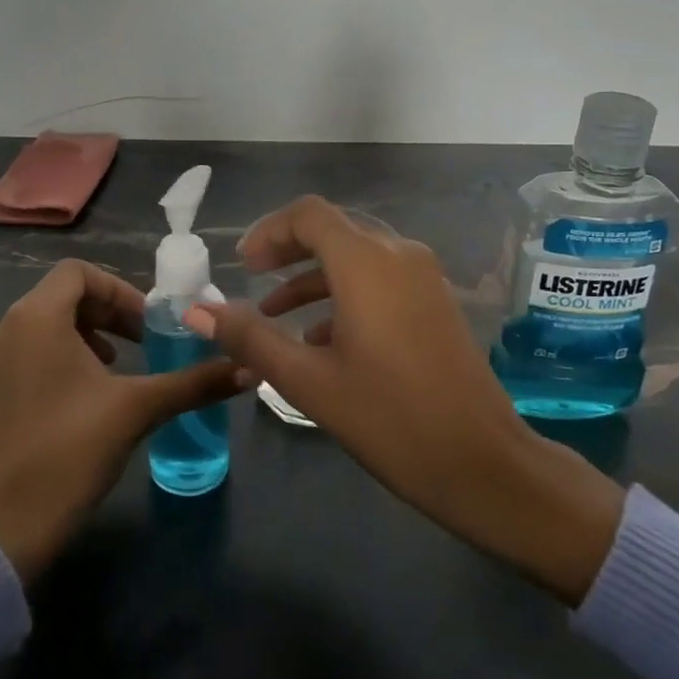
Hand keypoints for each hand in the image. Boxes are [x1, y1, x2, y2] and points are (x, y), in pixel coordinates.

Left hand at [0, 259, 247, 582]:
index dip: (118, 290)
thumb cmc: (73, 449)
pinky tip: (87, 391)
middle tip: (141, 341)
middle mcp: (5, 329)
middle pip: (61, 295)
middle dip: (108, 312)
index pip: (77, 272)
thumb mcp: (139, 408)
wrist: (12, 525)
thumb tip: (249, 369)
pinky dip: (61, 353)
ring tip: (117, 364)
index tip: (147, 323)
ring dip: (87, 332)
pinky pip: (28, 349)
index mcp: (34, 318)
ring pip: (44, 323)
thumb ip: (194, 382)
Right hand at [188, 196, 623, 603]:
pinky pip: (380, 279)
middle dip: (287, 251)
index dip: (269, 231)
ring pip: (356, 257)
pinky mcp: (435, 302)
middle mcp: (398, 254)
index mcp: (366, 262)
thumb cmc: (389, 418)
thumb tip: (195, 310)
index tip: (241, 265)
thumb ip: (250, 337)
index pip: (309, 215)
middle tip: (251, 279)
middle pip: (333, 230)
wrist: (483, 463)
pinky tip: (321, 339)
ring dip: (313, 277)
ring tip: (274, 316)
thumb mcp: (308, 380)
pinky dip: (344, 295)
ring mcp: (423, 277)